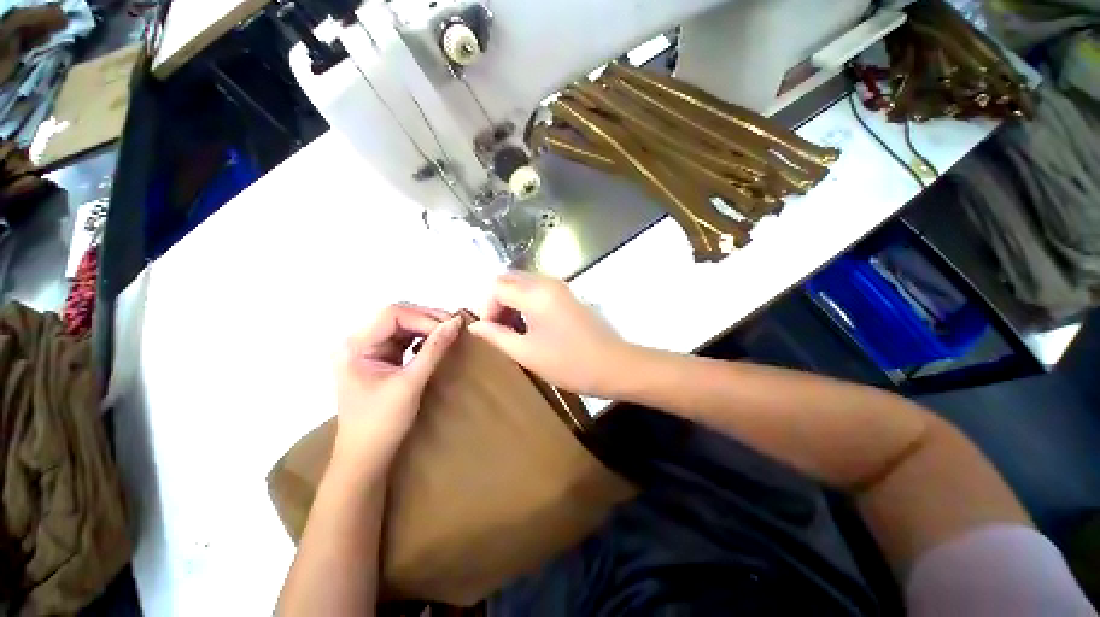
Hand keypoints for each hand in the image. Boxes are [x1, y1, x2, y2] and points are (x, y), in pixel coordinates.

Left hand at [332, 304, 461, 473]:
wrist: (365, 457)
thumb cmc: (382, 423)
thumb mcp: (411, 383)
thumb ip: (434, 350)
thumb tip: (456, 322)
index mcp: (356, 346)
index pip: (392, 315)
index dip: (424, 317)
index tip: (451, 327)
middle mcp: (358, 342)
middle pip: (396, 316)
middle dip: (427, 319)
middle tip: (454, 327)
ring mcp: (368, 350)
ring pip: (402, 326)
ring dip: (426, 327)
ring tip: (449, 333)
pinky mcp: (379, 359)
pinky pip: (403, 339)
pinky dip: (421, 338)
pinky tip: (434, 344)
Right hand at [468, 272, 633, 397]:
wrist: (614, 365)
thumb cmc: (569, 362)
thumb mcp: (527, 353)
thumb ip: (497, 336)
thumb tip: (475, 325)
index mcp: (535, 293)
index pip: (496, 287)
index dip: (487, 308)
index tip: (490, 332)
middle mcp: (547, 282)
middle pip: (509, 280)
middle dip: (497, 302)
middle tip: (499, 330)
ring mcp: (561, 287)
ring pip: (524, 284)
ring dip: (512, 302)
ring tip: (514, 331)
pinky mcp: (568, 296)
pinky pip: (538, 290)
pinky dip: (527, 302)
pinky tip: (531, 326)